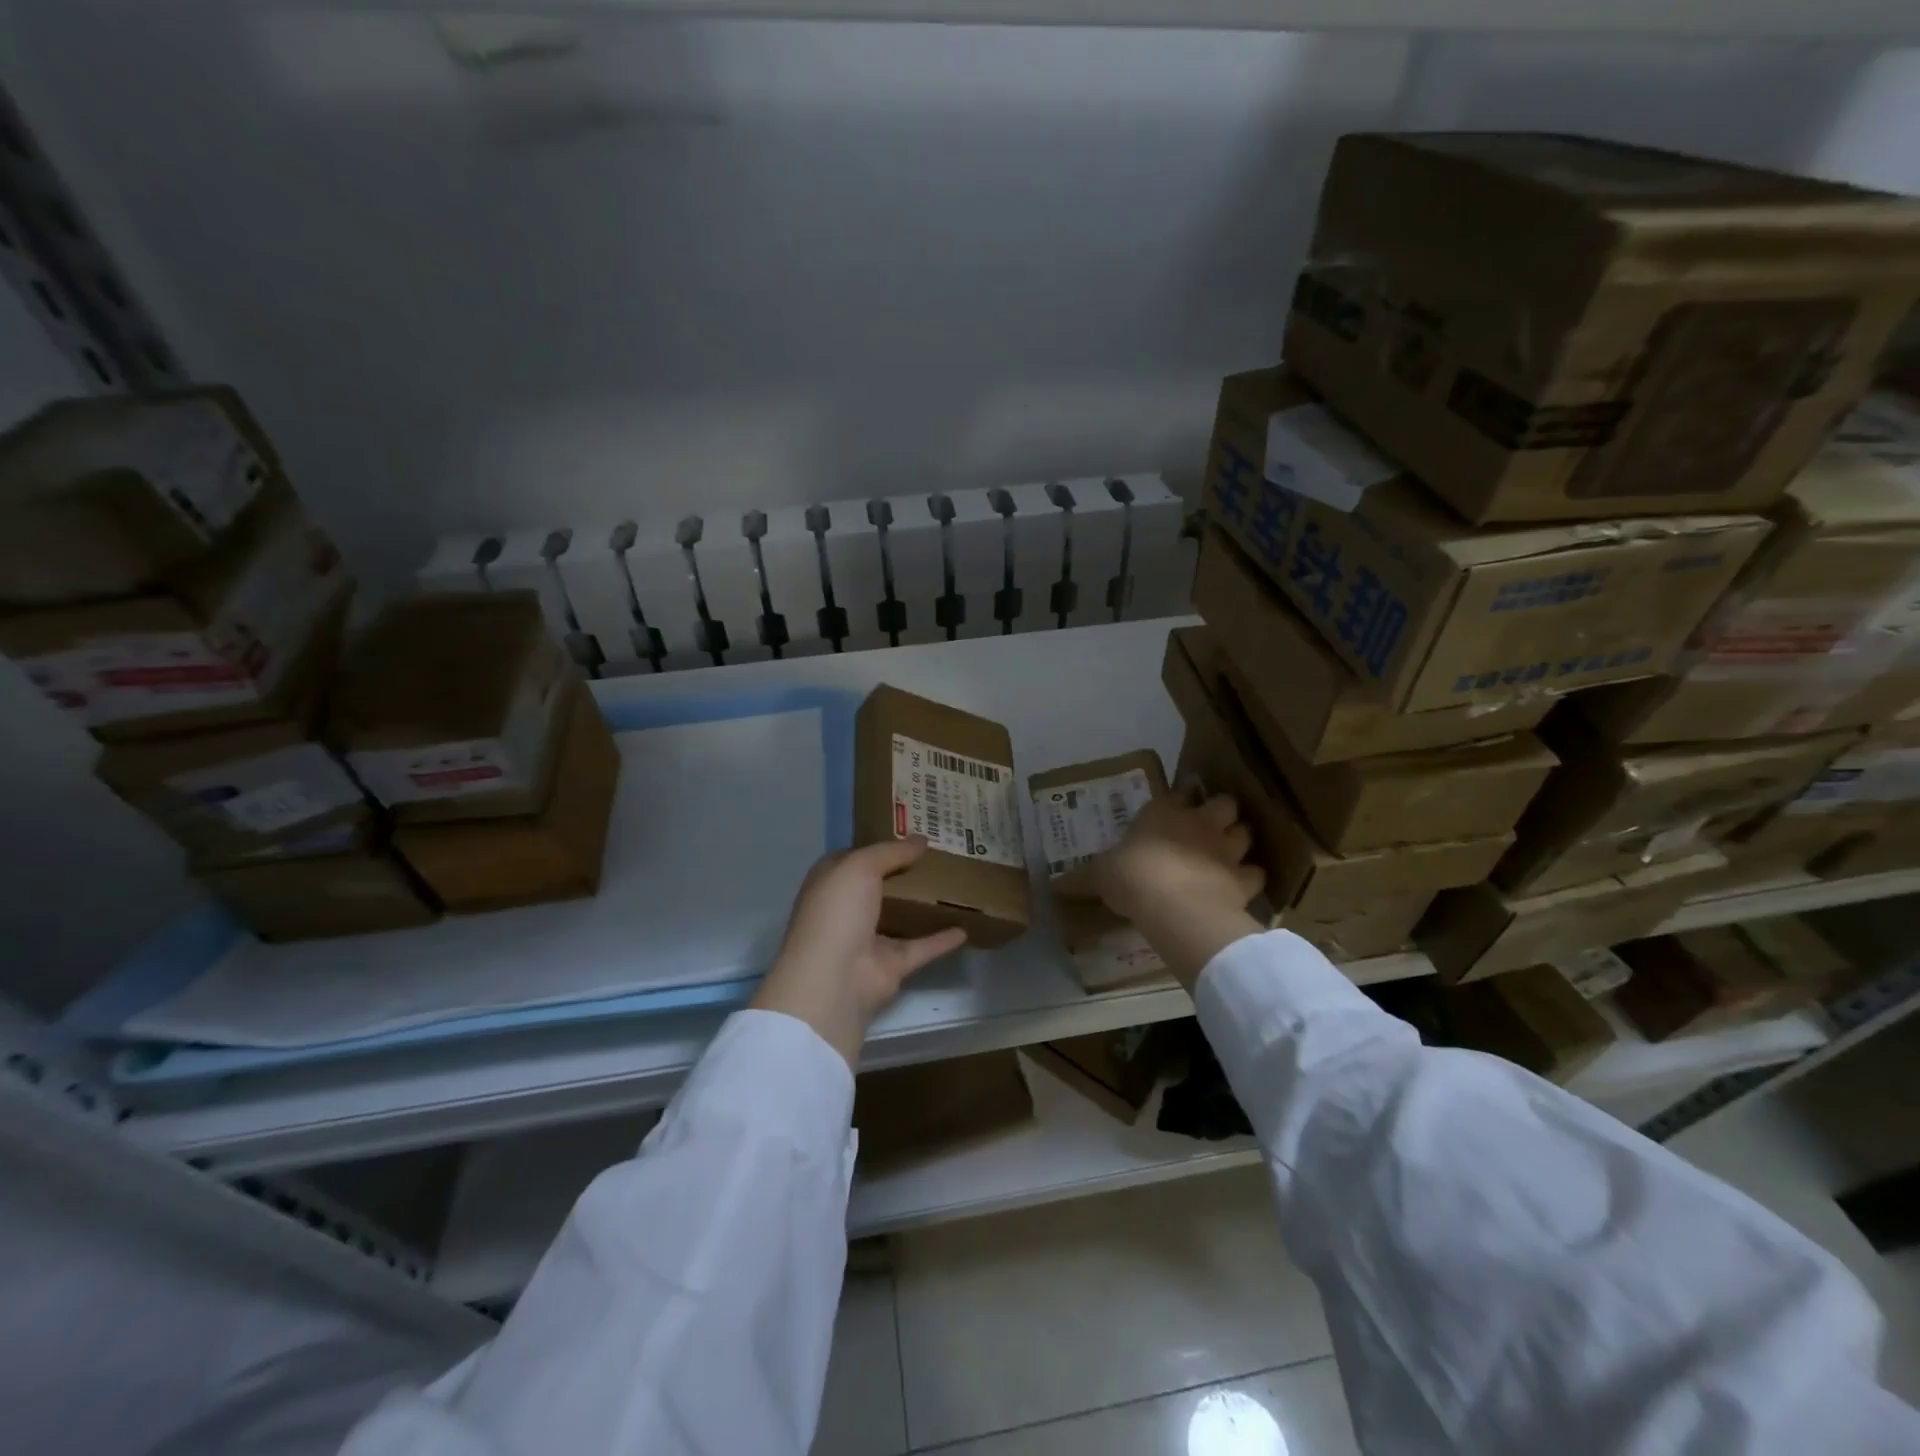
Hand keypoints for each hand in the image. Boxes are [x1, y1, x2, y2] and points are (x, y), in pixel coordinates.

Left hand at [751, 838, 967, 1067]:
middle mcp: (847, 910)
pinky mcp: (891, 965)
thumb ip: (891, 852)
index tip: (908, 834)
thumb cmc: (838, 911)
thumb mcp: (860, 867)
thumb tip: (922, 840)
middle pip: (879, 887)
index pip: (853, 859)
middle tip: (939, 854)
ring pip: (900, 917)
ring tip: (953, 886)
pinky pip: (921, 947)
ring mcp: (868, 940)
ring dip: (921, 905)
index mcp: (831, 883)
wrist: (834, 978)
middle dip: (903, 872)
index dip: (877, 846)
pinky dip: (941, 940)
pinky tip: (964, 928)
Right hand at [1087, 793, 1266, 991]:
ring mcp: (1226, 849)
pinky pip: (1255, 874)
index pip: (1179, 792)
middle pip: (1224, 803)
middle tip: (1211, 827)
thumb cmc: (1131, 877)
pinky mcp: (1243, 879)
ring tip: (1229, 854)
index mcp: (1164, 812)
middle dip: (1221, 812)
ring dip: (1239, 841)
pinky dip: (1250, 879)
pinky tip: (1240, 887)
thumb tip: (1054, 885)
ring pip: (1245, 833)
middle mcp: (1200, 822)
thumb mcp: (1099, 876)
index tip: (1178, 806)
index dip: (1181, 799)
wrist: (1174, 905)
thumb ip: (1084, 877)